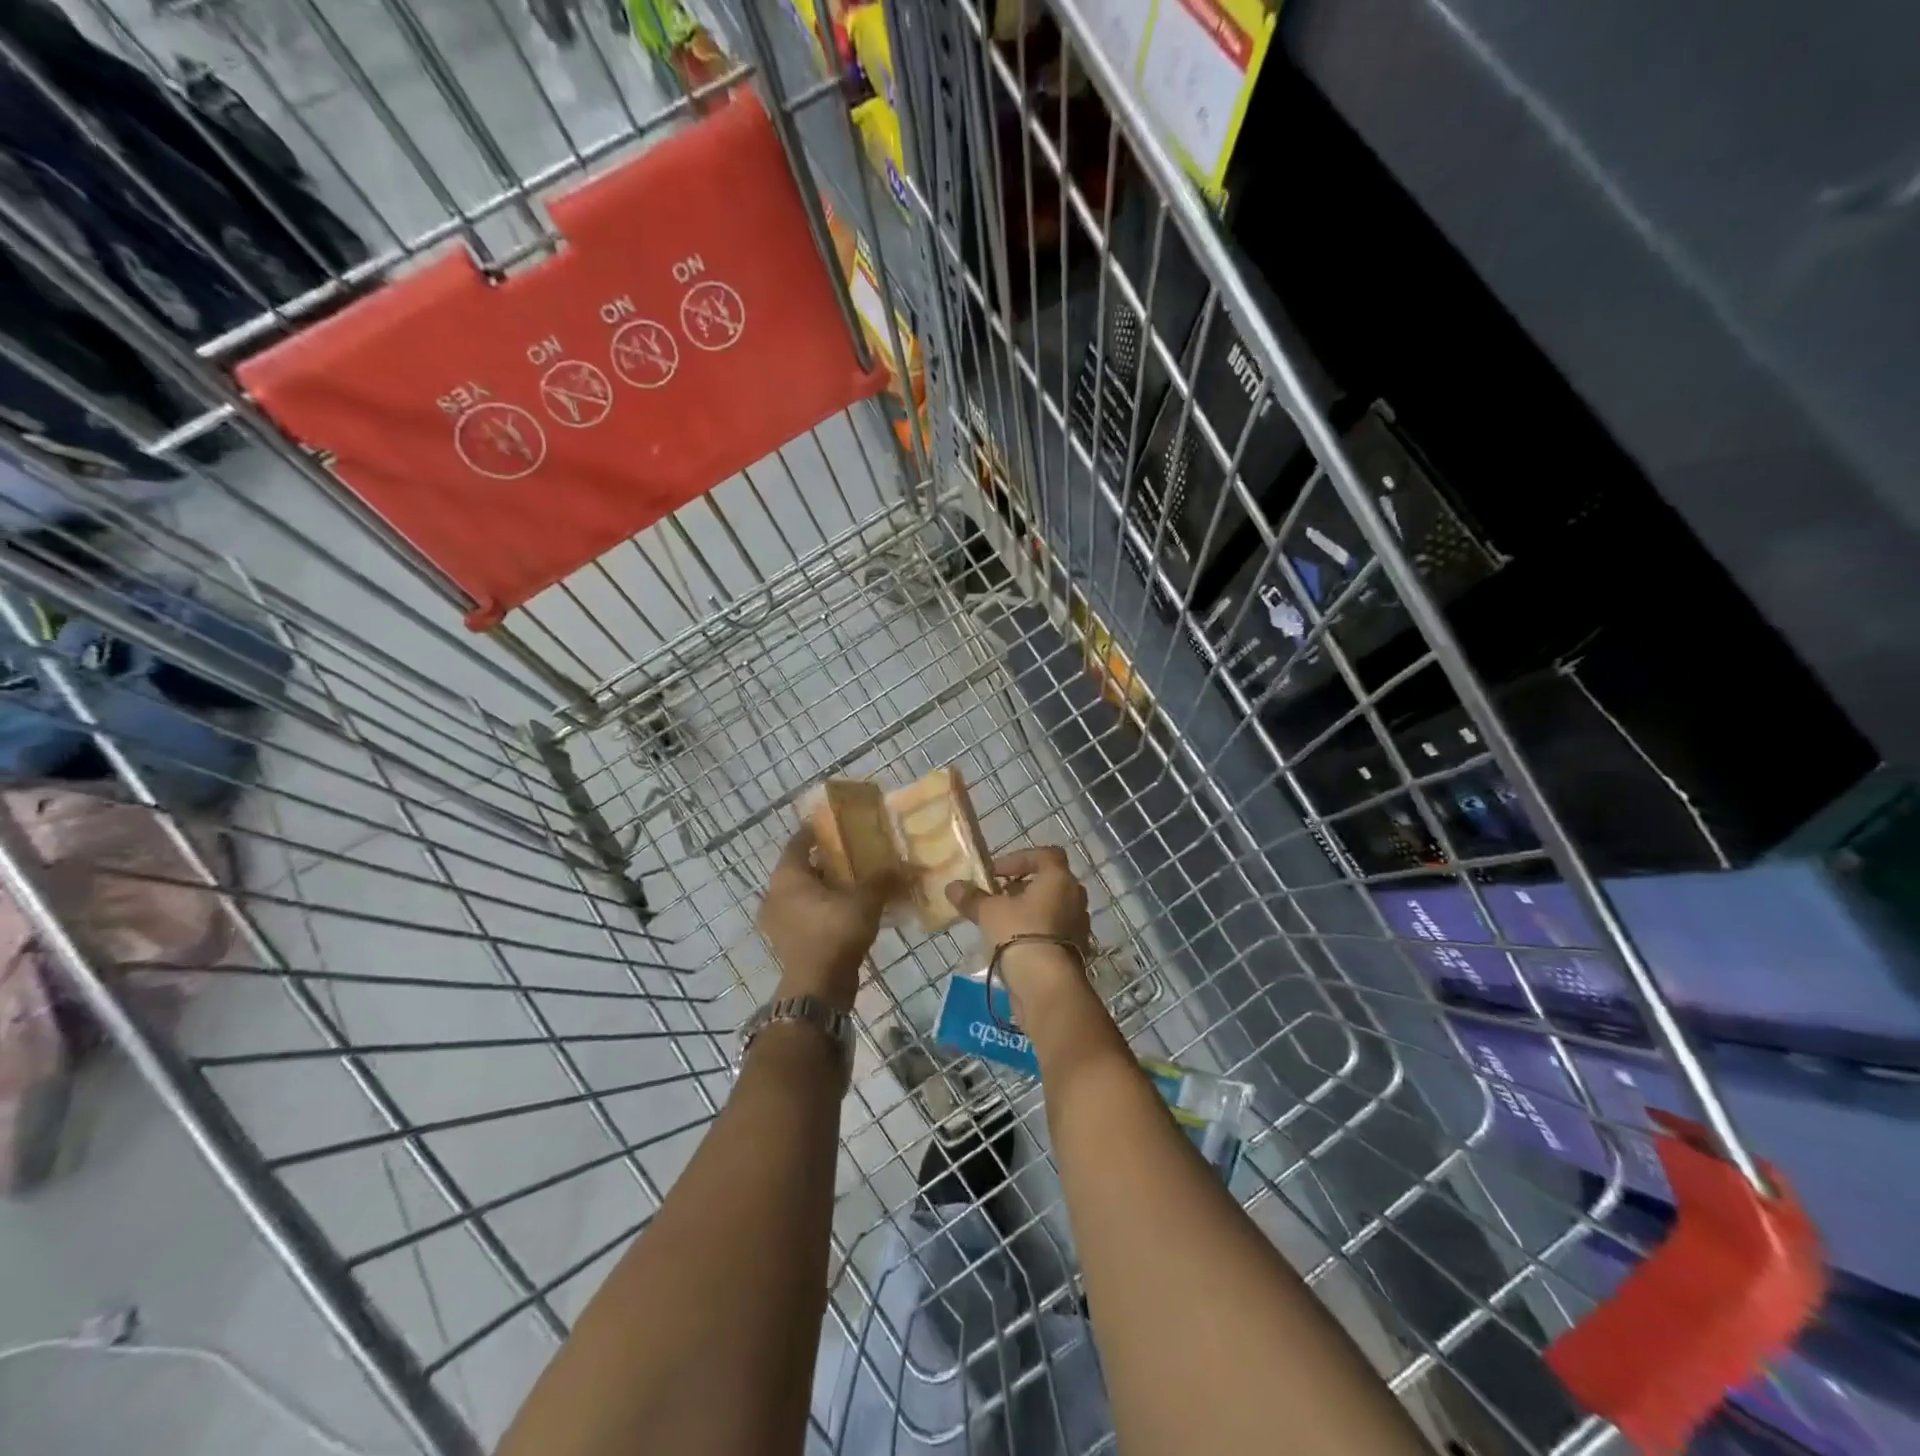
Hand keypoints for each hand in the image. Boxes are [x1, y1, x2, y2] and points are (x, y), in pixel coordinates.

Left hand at [758, 825, 891, 1011]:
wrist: (818, 988)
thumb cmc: (835, 932)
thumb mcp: (866, 900)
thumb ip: (884, 879)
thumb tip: (906, 866)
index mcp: (787, 876)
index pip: (799, 841)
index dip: (818, 830)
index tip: (840, 825)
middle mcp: (776, 894)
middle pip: (802, 867)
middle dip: (828, 860)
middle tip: (856, 853)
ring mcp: (779, 920)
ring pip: (804, 893)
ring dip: (827, 886)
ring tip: (857, 881)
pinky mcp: (789, 941)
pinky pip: (807, 914)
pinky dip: (825, 908)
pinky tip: (850, 910)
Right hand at [946, 846, 1096, 1031]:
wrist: (1046, 985)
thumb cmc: (1019, 934)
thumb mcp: (989, 913)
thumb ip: (972, 897)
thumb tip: (952, 887)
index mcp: (1059, 879)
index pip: (1045, 855)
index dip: (1019, 859)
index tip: (996, 873)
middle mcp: (1075, 897)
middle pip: (1050, 881)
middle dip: (1023, 886)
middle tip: (999, 896)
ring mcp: (1079, 925)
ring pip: (1053, 907)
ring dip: (1031, 910)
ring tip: (1004, 922)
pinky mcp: (1077, 950)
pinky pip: (1056, 931)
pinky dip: (1038, 931)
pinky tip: (1015, 944)